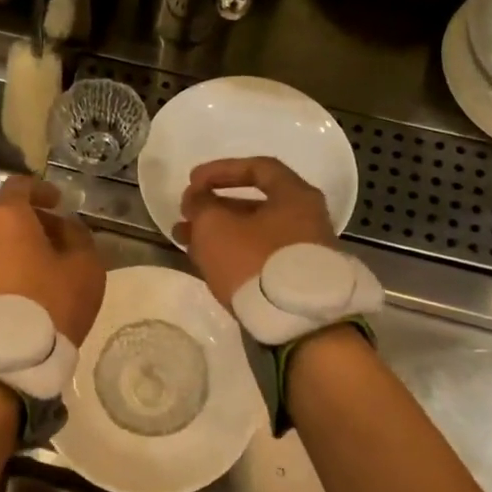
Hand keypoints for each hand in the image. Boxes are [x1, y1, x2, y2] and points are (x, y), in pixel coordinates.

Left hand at [0, 176, 105, 344]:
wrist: (8, 356)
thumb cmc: (51, 300)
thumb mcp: (85, 265)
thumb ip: (79, 237)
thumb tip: (67, 228)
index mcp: (6, 217)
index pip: (20, 186)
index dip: (41, 190)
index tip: (58, 202)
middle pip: (7, 215)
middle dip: (35, 222)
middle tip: (62, 238)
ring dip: (22, 246)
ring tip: (50, 266)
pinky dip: (11, 265)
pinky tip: (33, 286)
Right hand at [173, 157, 336, 306]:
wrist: (299, 323)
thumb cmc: (256, 261)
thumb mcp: (215, 226)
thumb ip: (201, 205)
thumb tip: (197, 199)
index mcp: (295, 195)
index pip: (257, 167)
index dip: (220, 170)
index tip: (192, 182)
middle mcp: (306, 218)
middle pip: (254, 204)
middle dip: (214, 207)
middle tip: (185, 215)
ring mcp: (303, 251)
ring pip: (253, 233)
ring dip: (218, 233)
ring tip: (184, 241)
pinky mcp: (296, 279)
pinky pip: (259, 256)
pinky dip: (233, 253)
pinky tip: (208, 263)